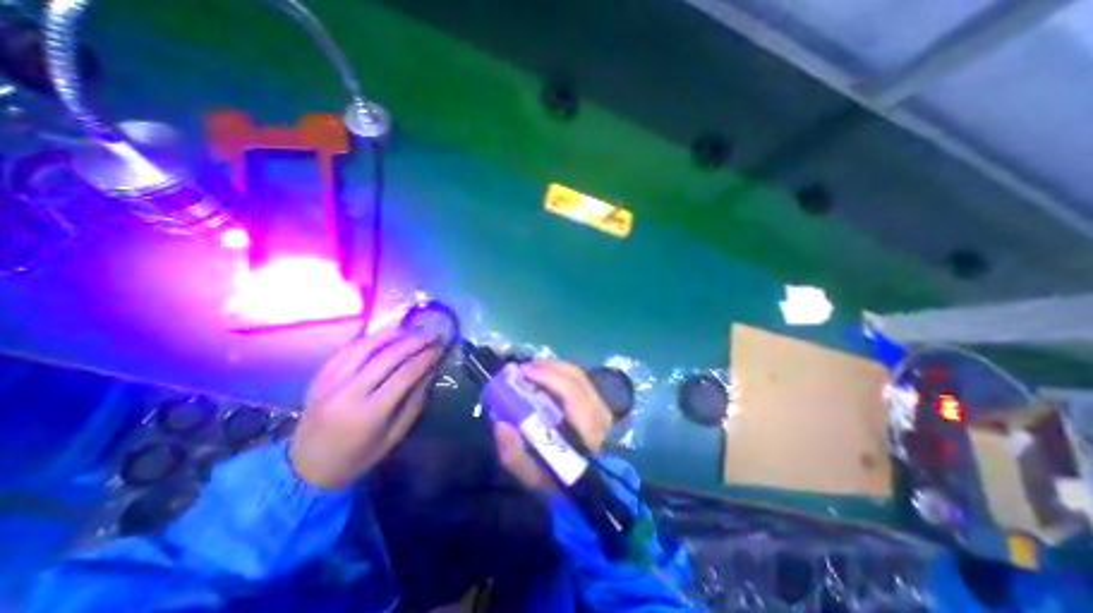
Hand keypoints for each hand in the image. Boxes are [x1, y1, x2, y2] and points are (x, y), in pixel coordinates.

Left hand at [292, 329, 444, 490]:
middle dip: (415, 341)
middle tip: (433, 334)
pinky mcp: (320, 377)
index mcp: (370, 412)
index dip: (426, 358)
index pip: (405, 374)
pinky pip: (346, 349)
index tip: (440, 348)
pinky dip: (368, 339)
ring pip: (366, 346)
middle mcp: (349, 392)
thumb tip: (430, 372)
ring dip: (393, 335)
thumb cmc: (358, 456)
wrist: (306, 468)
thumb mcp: (394, 436)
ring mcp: (331, 381)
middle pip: (388, 356)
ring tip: (411, 332)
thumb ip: (414, 403)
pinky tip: (384, 336)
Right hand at [496, 362, 612, 490]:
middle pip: (576, 377)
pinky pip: (580, 380)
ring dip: (553, 369)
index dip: (548, 377)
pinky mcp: (600, 404)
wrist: (585, 484)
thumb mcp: (532, 475)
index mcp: (587, 433)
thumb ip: (514, 454)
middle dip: (547, 368)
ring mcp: (603, 407)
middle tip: (523, 370)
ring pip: (578, 376)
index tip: (523, 372)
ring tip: (531, 372)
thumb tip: (501, 423)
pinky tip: (545, 378)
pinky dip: (560, 374)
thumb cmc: (556, 479)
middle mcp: (600, 415)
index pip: (572, 393)